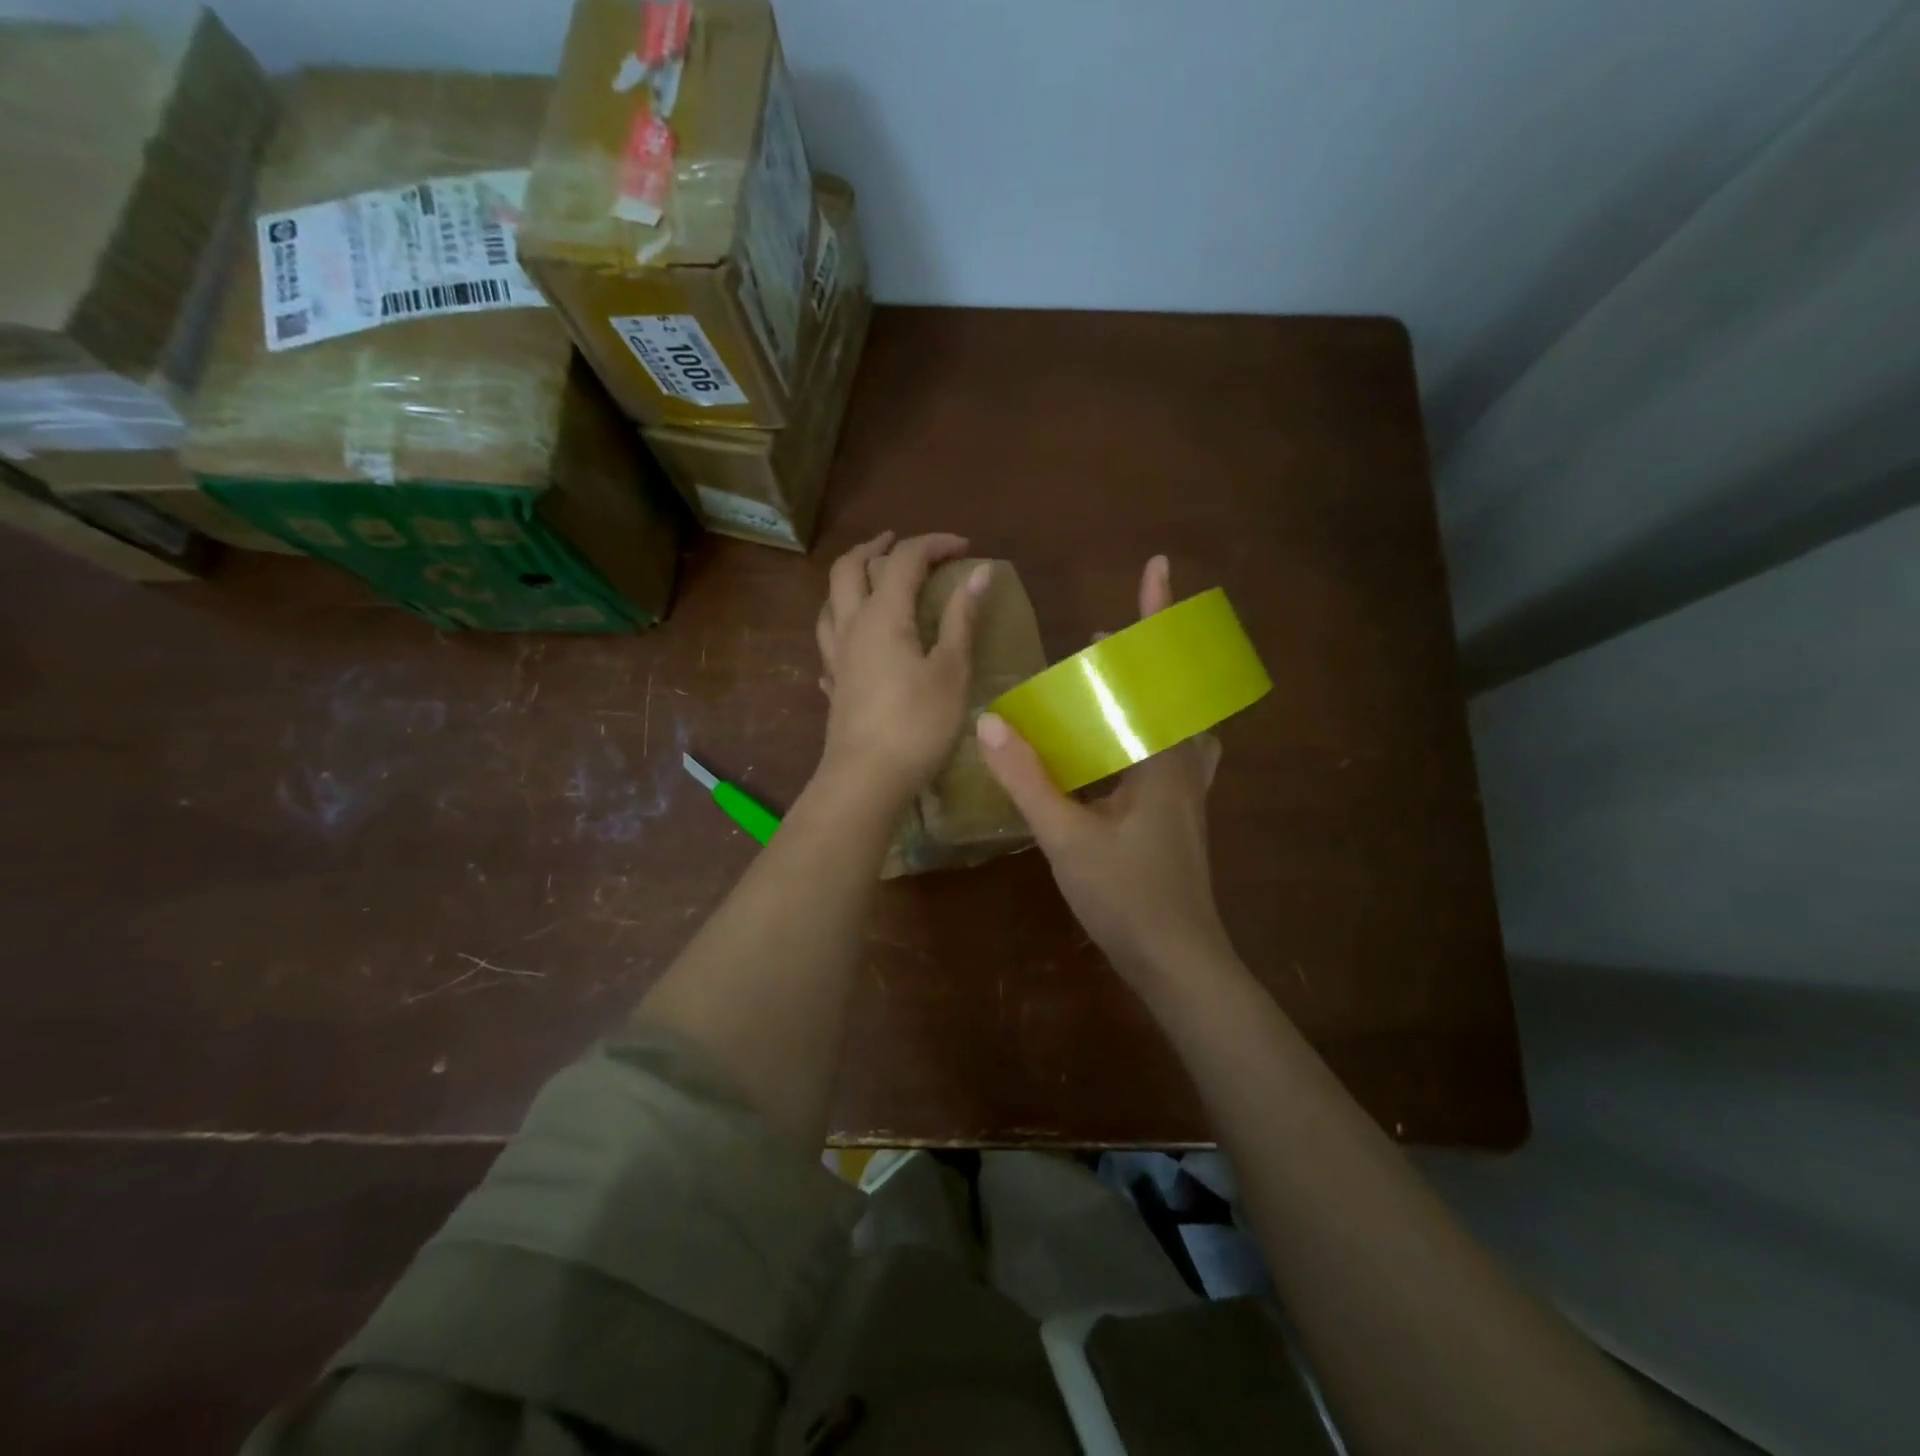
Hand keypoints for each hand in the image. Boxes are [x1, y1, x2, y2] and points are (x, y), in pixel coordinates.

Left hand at [815, 531, 989, 805]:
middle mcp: (851, 626)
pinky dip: (843, 624)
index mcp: (883, 615)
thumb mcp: (951, 670)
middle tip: (898, 543)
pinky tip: (855, 639)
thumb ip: (961, 618)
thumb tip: (979, 572)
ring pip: (830, 601)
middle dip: (875, 547)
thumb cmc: (917, 724)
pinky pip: (829, 640)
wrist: (866, 780)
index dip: (934, 544)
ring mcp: (836, 657)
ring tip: (872, 581)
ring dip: (850, 580)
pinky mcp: (833, 685)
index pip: (904, 560)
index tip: (965, 548)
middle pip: (849, 568)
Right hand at [976, 555, 1230, 983]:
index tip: (1155, 567)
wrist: (1179, 963)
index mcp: (1162, 757)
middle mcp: (1182, 765)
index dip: (1158, 616)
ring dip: (1145, 695)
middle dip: (1143, 656)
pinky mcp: (1178, 817)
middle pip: (1172, 690)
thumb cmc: (1128, 898)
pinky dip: (1144, 735)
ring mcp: (1185, 793)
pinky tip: (1115, 753)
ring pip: (1174, 725)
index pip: (1160, 670)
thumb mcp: (1068, 838)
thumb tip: (990, 723)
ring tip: (1109, 685)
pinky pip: (1168, 756)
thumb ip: (1029, 780)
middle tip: (1100, 644)